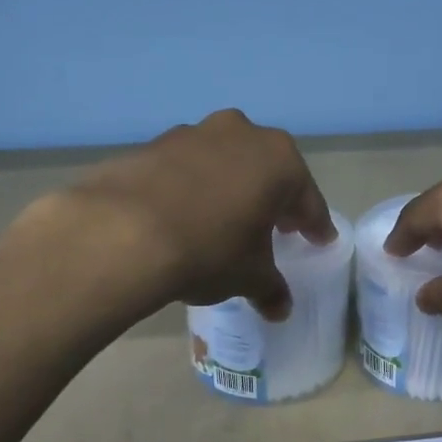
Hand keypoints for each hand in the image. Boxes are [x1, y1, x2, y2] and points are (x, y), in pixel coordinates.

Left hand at [47, 110, 336, 320]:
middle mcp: (241, 133)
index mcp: (278, 160)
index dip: (314, 224)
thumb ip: (271, 288)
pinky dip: (192, 187)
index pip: (307, 198)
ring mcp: (193, 133)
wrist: (122, 232)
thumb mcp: (248, 276)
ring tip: (224, 221)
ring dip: (230, 188)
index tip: (319, 240)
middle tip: (275, 228)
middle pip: (266, 171)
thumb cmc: (209, 250)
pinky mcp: (153, 144)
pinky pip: (186, 168)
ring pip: (224, 163)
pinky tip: (183, 215)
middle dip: (272, 199)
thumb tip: (280, 308)